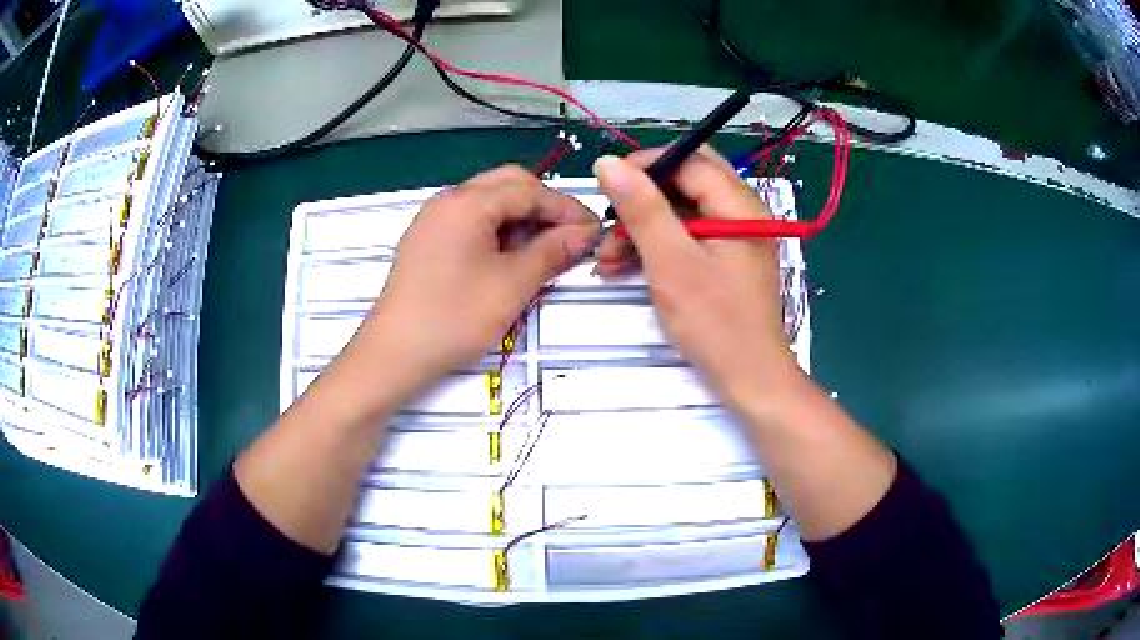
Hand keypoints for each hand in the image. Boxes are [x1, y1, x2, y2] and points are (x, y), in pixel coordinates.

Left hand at [362, 165, 599, 388]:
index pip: (529, 190)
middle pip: (507, 184)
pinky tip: (507, 259)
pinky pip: (470, 220)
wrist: (394, 354)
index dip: (566, 208)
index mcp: (467, 203)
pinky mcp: (427, 241)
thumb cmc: (454, 318)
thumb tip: (586, 233)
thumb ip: (552, 252)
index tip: (594, 231)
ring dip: (520, 217)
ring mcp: (433, 220)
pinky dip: (496, 230)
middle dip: (543, 205)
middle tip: (568, 237)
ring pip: (488, 201)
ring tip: (540, 252)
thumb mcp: (512, 285)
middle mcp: (448, 200)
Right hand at [593, 148, 799, 401]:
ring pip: (685, 210)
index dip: (646, 165)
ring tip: (609, 255)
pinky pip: (690, 235)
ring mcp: (737, 237)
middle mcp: (743, 212)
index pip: (690, 160)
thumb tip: (608, 162)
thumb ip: (642, 209)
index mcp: (739, 205)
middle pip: (687, 182)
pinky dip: (659, 245)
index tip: (607, 184)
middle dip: (644, 197)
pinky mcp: (728, 259)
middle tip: (611, 218)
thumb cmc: (714, 323)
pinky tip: (628, 265)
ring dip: (645, 225)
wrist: (750, 378)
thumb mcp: (671, 262)